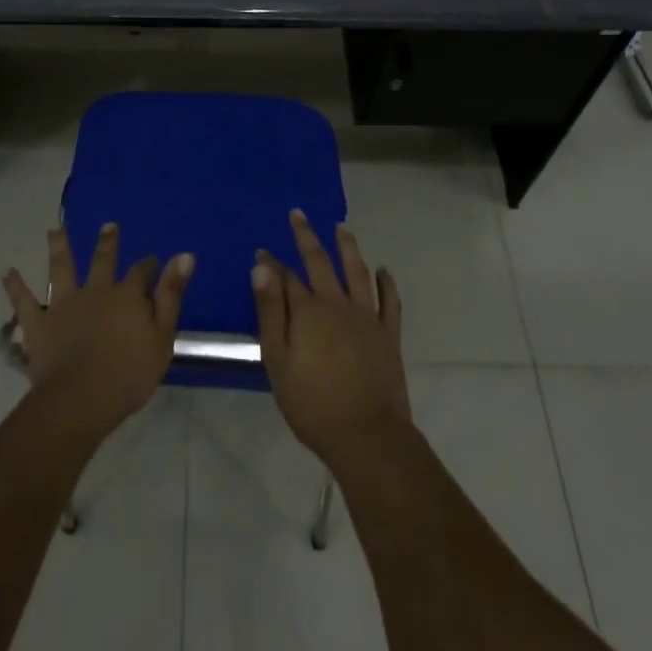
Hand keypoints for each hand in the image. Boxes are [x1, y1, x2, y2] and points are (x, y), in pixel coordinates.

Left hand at [4, 224, 193, 440]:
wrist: (80, 399)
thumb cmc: (129, 374)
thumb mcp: (162, 337)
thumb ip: (171, 295)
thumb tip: (184, 255)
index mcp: (127, 296)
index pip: (142, 273)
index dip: (149, 266)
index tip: (152, 260)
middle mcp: (95, 291)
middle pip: (102, 260)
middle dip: (107, 242)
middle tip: (108, 225)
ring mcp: (64, 304)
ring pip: (61, 268)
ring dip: (58, 247)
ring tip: (54, 230)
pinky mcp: (39, 323)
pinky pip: (24, 301)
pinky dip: (15, 286)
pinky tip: (8, 271)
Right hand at [253, 210, 408, 465]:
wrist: (367, 436)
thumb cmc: (312, 404)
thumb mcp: (278, 360)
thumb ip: (270, 312)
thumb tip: (261, 268)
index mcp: (308, 311)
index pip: (286, 277)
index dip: (272, 264)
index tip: (262, 250)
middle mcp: (337, 304)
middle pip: (320, 262)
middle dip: (306, 236)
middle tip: (298, 214)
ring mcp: (366, 317)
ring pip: (357, 272)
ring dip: (348, 247)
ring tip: (341, 227)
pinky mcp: (388, 335)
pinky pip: (389, 302)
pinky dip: (387, 283)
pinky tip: (384, 271)